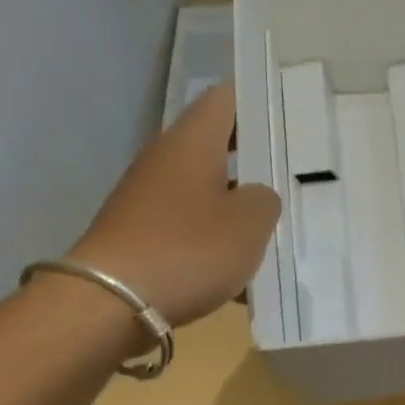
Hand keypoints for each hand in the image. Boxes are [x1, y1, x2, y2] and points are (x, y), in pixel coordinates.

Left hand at [66, 84, 280, 327]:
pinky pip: (189, 227)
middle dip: (256, 160)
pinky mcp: (141, 235)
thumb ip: (266, 199)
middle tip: (295, 175)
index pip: (226, 99)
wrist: (108, 305)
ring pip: (206, 189)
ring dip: (238, 206)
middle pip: (217, 145)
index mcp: (192, 142)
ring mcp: (148, 198)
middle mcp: (165, 160)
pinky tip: (241, 275)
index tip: (291, 118)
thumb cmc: (188, 249)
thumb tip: (256, 196)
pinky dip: (215, 242)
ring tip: (276, 228)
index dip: (259, 102)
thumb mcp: (250, 222)